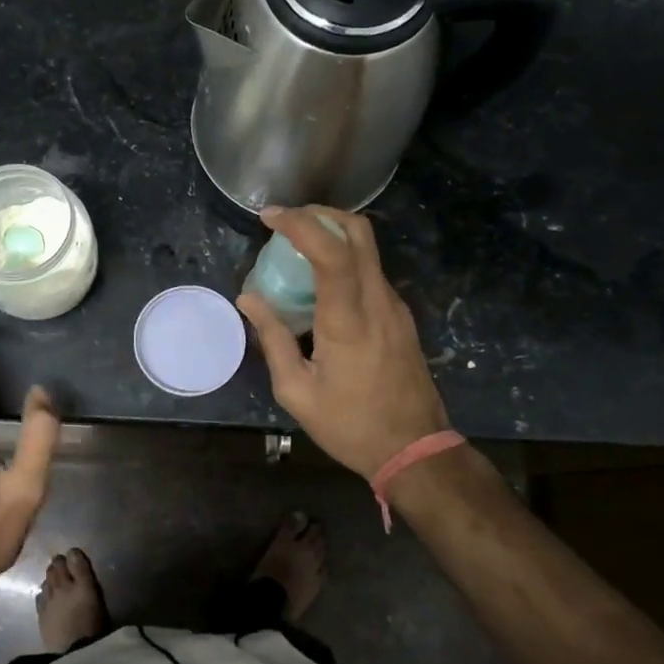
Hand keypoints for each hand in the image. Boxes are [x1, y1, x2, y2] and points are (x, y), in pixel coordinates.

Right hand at [235, 207, 450, 479]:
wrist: (416, 450)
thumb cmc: (350, 425)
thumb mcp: (297, 391)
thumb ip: (272, 339)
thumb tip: (248, 299)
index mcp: (348, 320)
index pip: (331, 252)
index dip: (300, 224)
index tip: (269, 216)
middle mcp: (377, 302)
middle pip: (359, 232)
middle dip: (320, 214)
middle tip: (286, 222)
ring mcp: (395, 307)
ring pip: (368, 248)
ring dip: (332, 234)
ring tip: (296, 250)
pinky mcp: (400, 316)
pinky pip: (370, 271)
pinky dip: (344, 258)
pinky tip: (320, 283)